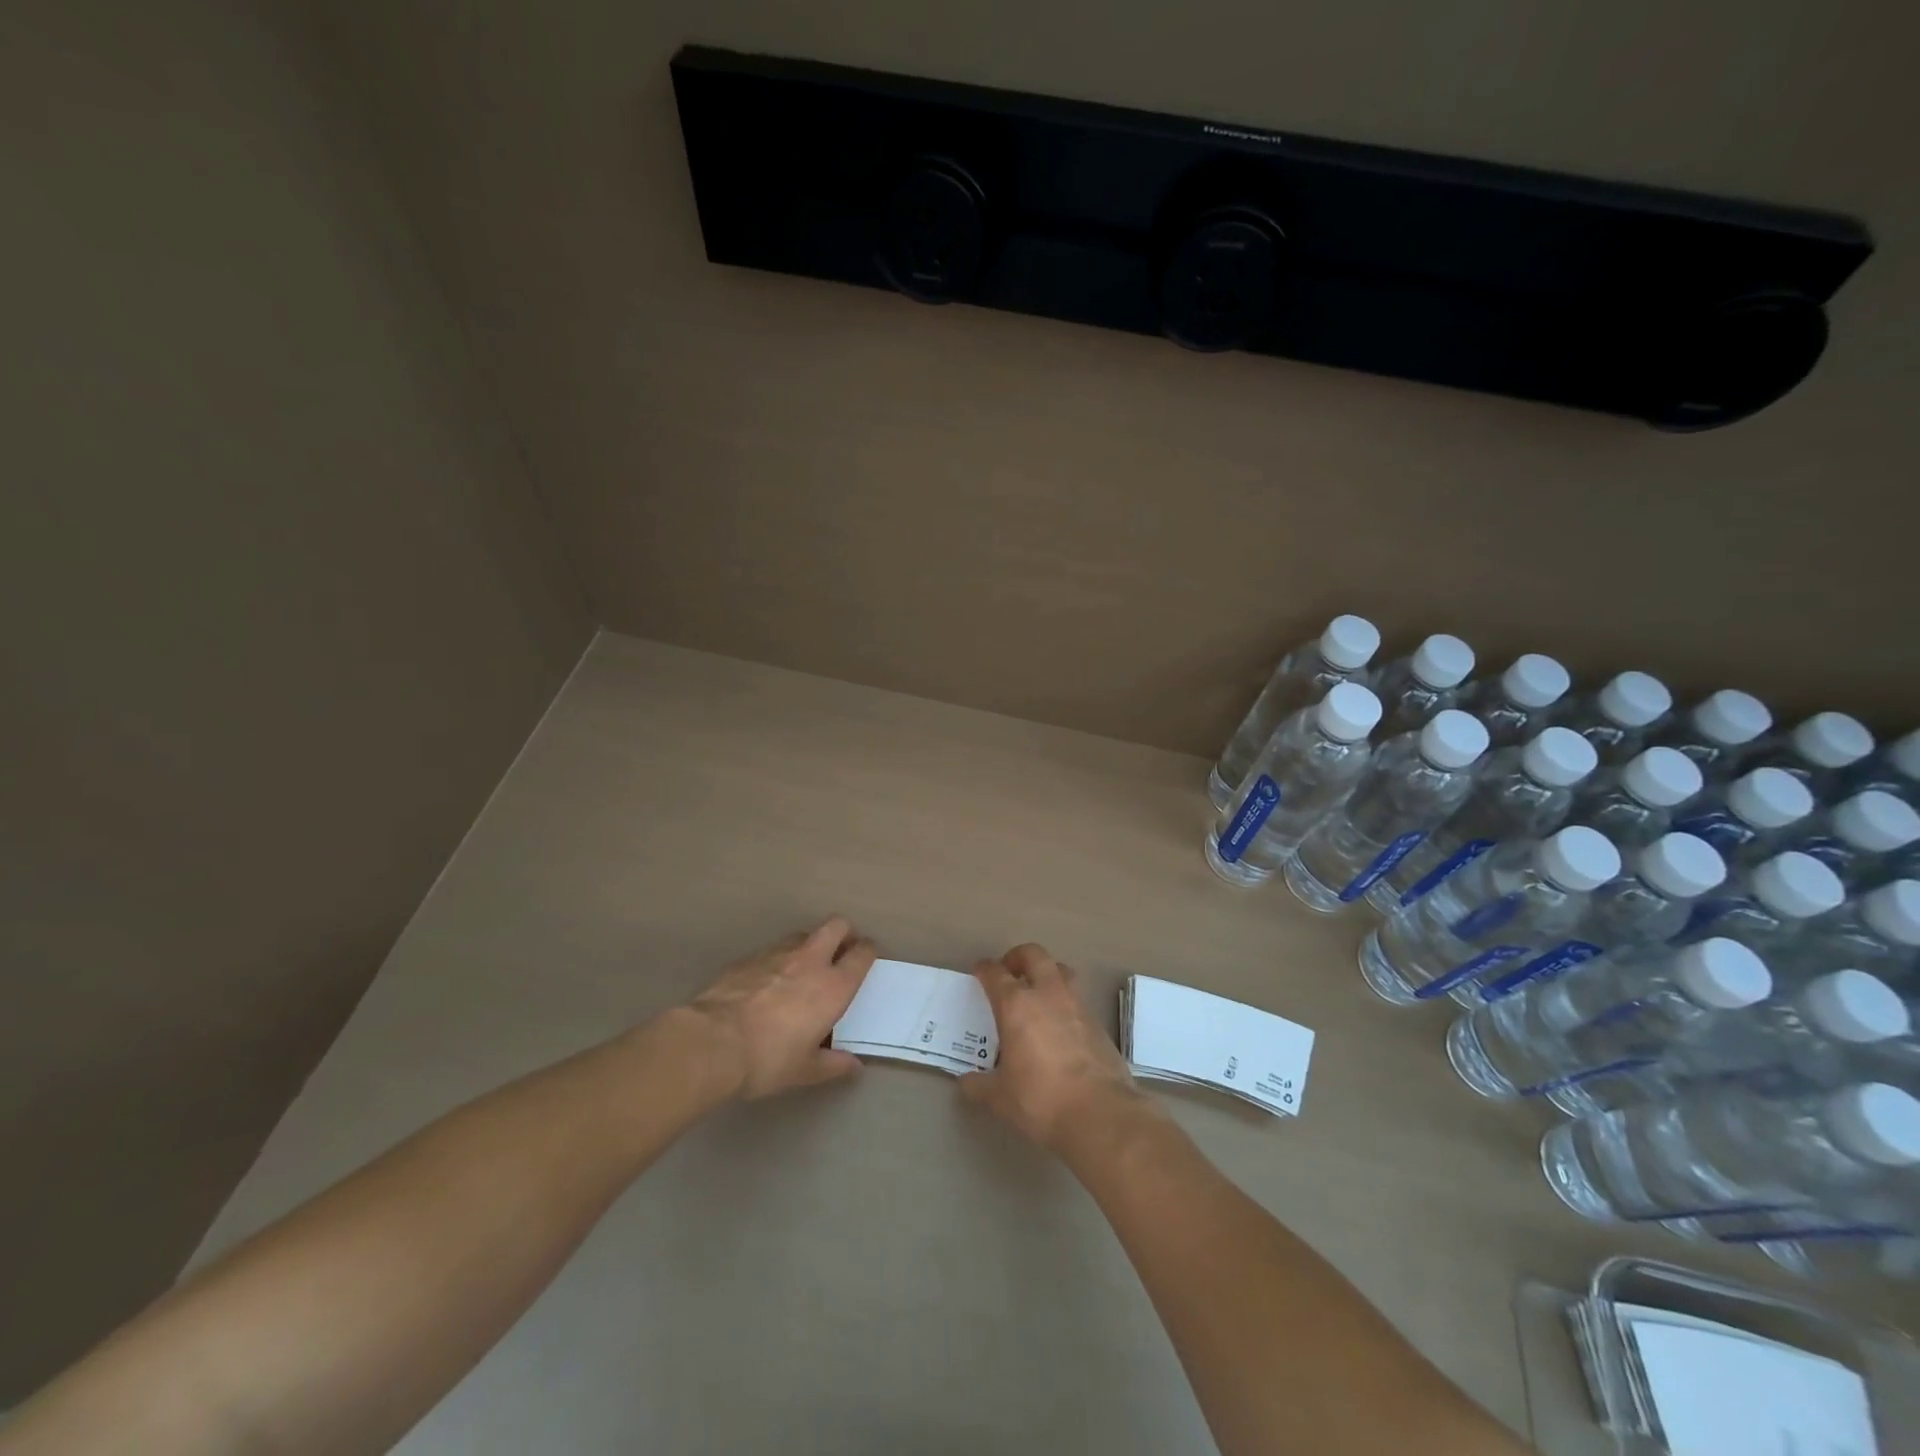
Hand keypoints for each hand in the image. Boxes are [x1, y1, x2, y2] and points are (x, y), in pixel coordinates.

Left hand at [684, 917, 876, 1099]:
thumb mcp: (804, 1071)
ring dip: (810, 945)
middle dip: (845, 933)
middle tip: (842, 952)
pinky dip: (777, 960)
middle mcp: (810, 960)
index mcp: (833, 986)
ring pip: (803, 934)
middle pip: (837, 925)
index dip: (869, 951)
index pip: (862, 953)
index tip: (868, 958)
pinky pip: (772, 950)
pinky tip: (766, 983)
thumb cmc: (767, 1059)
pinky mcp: (747, 957)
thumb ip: (833, 1065)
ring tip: (803, 968)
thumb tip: (853, 1066)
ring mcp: (776, 954)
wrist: (711, 1043)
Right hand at [959, 943, 1148, 1154]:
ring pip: (1060, 970)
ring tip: (1037, 993)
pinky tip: (1059, 1025)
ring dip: (1046, 973)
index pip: (996, 973)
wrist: (1100, 1113)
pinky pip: (1077, 998)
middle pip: (1033, 955)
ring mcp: (1076, 1004)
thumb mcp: (1000, 1097)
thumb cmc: (1041, 1099)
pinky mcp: (1098, 1022)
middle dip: (1018, 957)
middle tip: (1009, 971)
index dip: (984, 969)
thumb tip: (966, 1083)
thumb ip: (979, 1086)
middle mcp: (1047, 994)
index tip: (979, 971)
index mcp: (1016, 1005)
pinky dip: (1064, 1001)